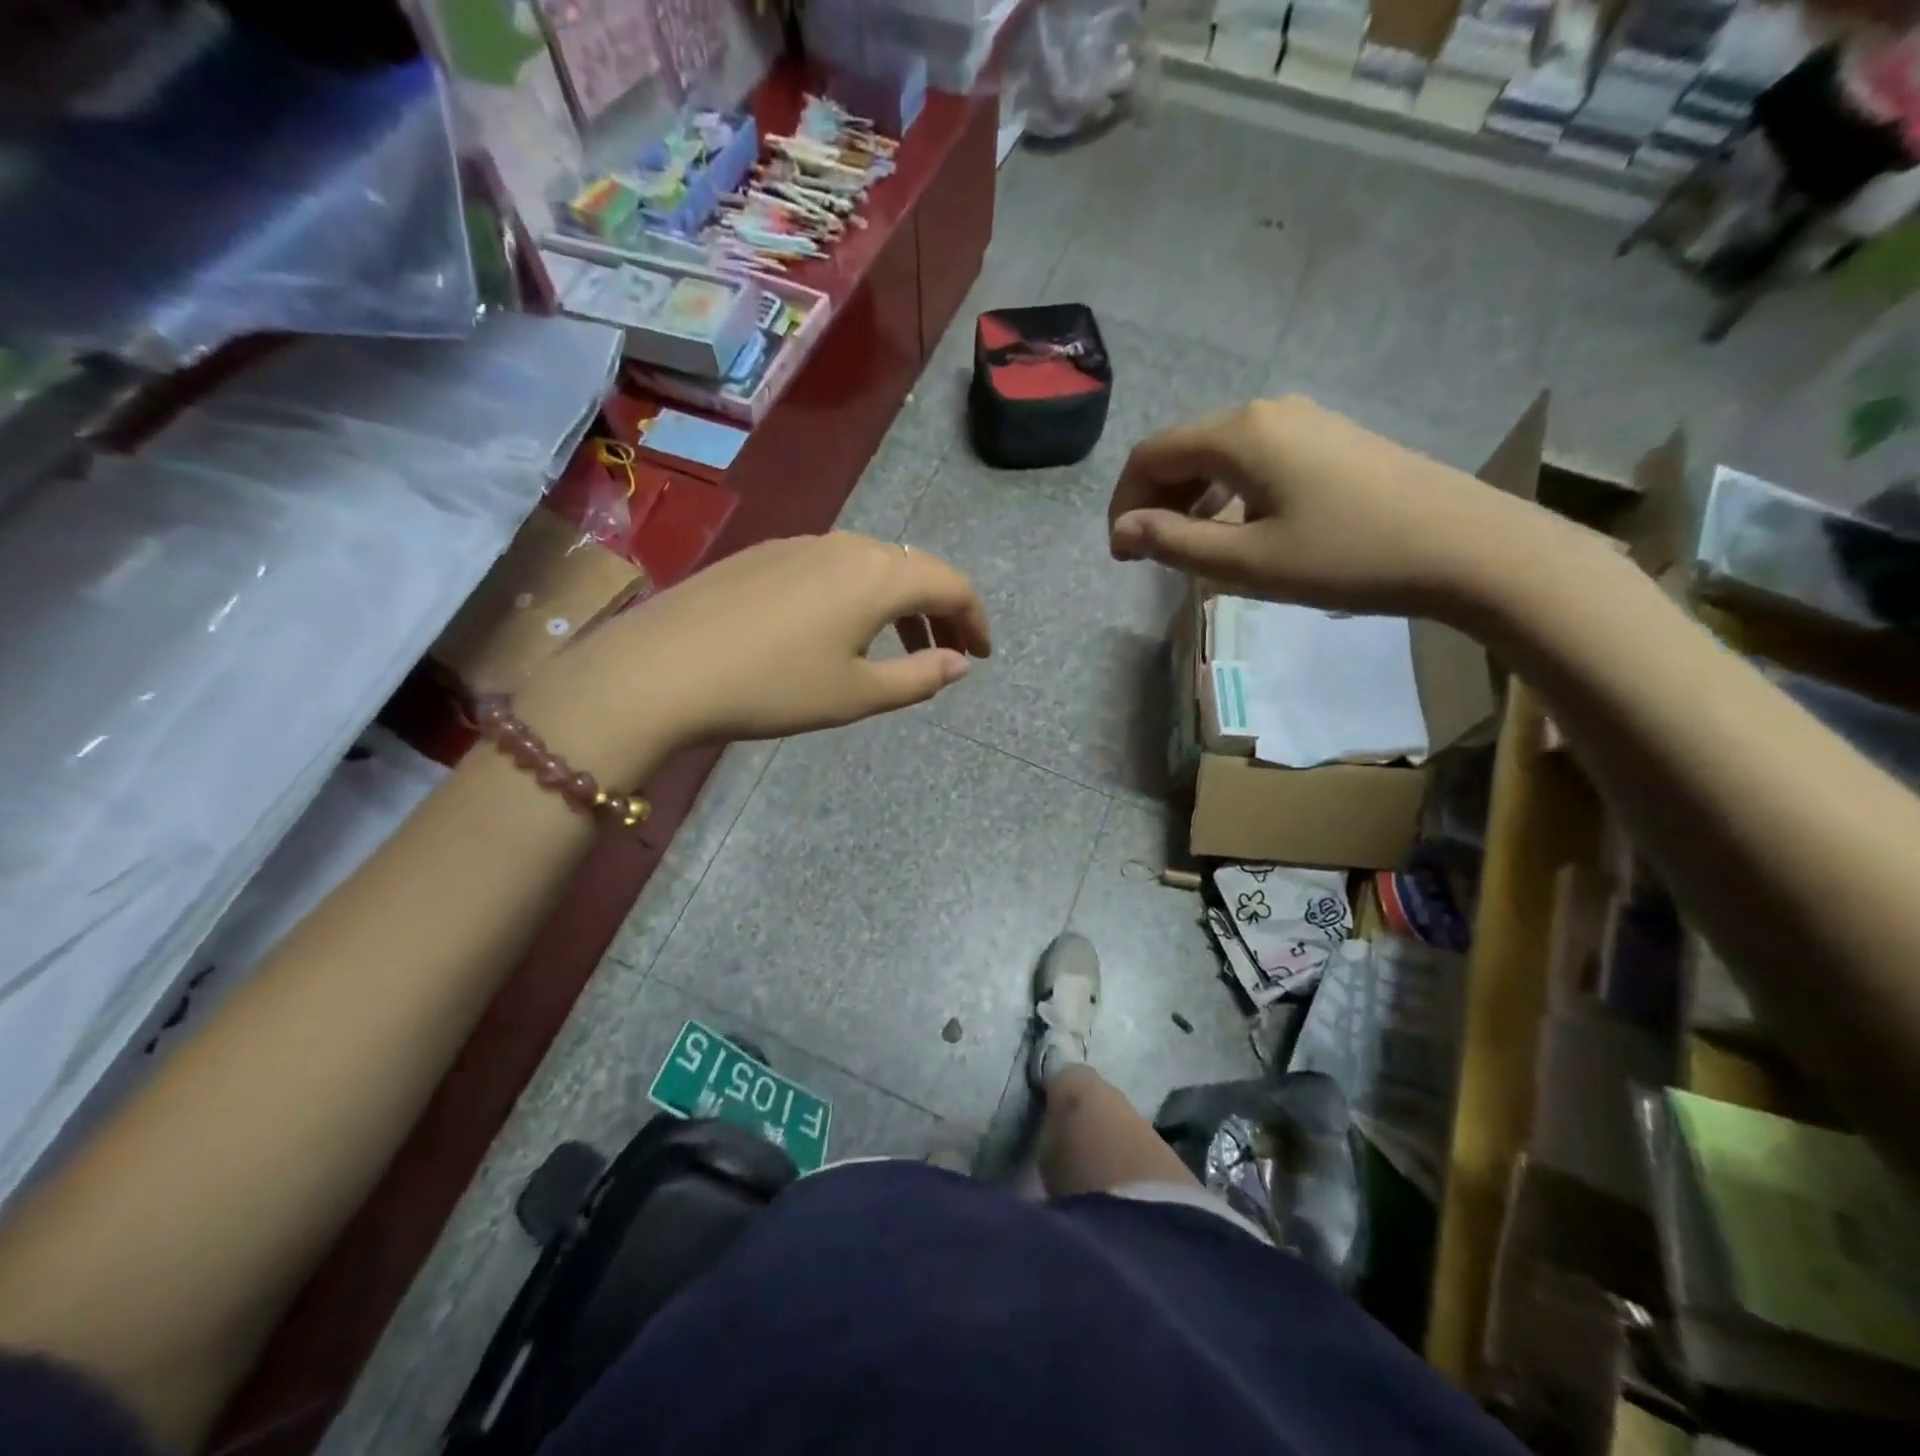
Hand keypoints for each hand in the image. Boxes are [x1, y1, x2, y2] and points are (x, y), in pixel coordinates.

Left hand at [522, 533, 990, 778]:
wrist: (664, 668)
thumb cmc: (774, 686)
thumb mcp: (856, 694)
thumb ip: (918, 677)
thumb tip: (959, 664)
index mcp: (879, 575)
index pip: (950, 585)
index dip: (976, 619)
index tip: (983, 655)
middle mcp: (846, 545)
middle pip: (913, 569)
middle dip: (940, 612)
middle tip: (948, 653)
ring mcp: (801, 545)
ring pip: (871, 567)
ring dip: (898, 605)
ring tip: (900, 649)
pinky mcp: (765, 555)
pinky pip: (832, 569)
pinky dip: (858, 597)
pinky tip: (839, 631)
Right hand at [1106, 396, 1552, 617]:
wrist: (1465, 548)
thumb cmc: (1346, 557)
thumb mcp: (1248, 562)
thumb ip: (1175, 543)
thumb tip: (1123, 529)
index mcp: (1240, 433)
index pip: (1152, 455)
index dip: (1124, 502)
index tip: (1122, 554)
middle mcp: (1267, 412)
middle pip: (1183, 447)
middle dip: (1153, 499)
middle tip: (1148, 555)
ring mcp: (1304, 421)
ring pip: (1219, 453)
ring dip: (1188, 497)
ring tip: (1188, 547)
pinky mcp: (1330, 440)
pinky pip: (1254, 458)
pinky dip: (1226, 491)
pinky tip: (1237, 527)